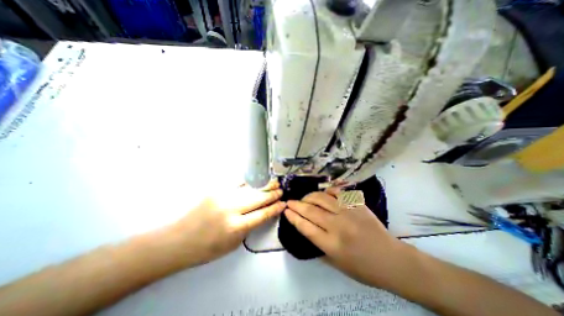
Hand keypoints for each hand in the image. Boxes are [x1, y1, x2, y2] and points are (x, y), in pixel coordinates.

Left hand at [174, 180, 284, 266]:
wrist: (177, 240)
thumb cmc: (206, 248)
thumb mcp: (233, 244)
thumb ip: (249, 227)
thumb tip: (262, 212)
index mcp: (236, 227)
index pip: (262, 214)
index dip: (274, 208)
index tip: (283, 203)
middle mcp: (231, 208)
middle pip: (258, 198)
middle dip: (272, 194)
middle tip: (281, 189)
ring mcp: (223, 196)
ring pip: (250, 188)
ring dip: (263, 186)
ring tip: (273, 182)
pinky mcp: (216, 190)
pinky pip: (237, 183)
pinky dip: (249, 183)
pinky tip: (256, 181)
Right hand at [285, 188, 407, 288]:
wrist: (392, 260)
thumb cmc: (363, 268)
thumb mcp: (337, 264)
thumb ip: (319, 246)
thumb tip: (306, 229)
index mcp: (331, 244)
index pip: (305, 227)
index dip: (293, 217)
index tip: (286, 211)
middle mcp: (338, 226)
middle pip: (311, 211)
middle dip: (296, 205)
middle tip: (289, 201)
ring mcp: (348, 212)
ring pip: (322, 198)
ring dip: (309, 196)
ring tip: (305, 198)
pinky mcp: (357, 205)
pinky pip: (338, 192)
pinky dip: (328, 191)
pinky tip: (323, 193)